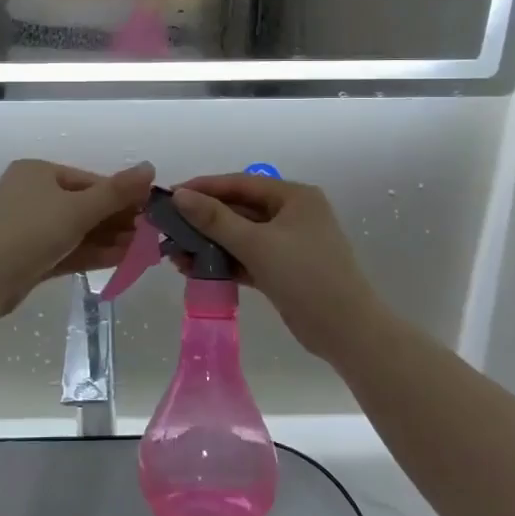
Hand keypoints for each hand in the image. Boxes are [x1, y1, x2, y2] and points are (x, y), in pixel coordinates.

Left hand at [0, 159, 155, 313]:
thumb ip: (116, 192)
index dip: (119, 195)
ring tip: (139, 249)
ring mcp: (26, 227)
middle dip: (114, 220)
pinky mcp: (26, 256)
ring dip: (106, 238)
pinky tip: (119, 259)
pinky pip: (65, 249)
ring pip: (74, 230)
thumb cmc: (32, 231)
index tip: (147, 210)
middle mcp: (29, 195)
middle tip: (147, 234)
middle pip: (82, 205)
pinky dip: (90, 252)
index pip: (87, 180)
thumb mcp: (79, 209)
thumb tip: (150, 168)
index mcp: (36, 172)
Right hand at [170, 175, 385, 367]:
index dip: (204, 188)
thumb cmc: (306, 276)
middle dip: (202, 220)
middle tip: (167, 228)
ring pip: (239, 236)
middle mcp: (291, 214)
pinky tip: (193, 269)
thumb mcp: (257, 244)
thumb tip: (180, 195)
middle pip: (238, 209)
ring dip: (209, 244)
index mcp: (294, 197)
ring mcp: (288, 243)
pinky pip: (246, 258)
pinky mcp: (282, 270)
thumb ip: (215, 219)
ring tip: (174, 254)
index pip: (240, 184)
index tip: (170, 195)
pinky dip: (223, 262)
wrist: (347, 331)